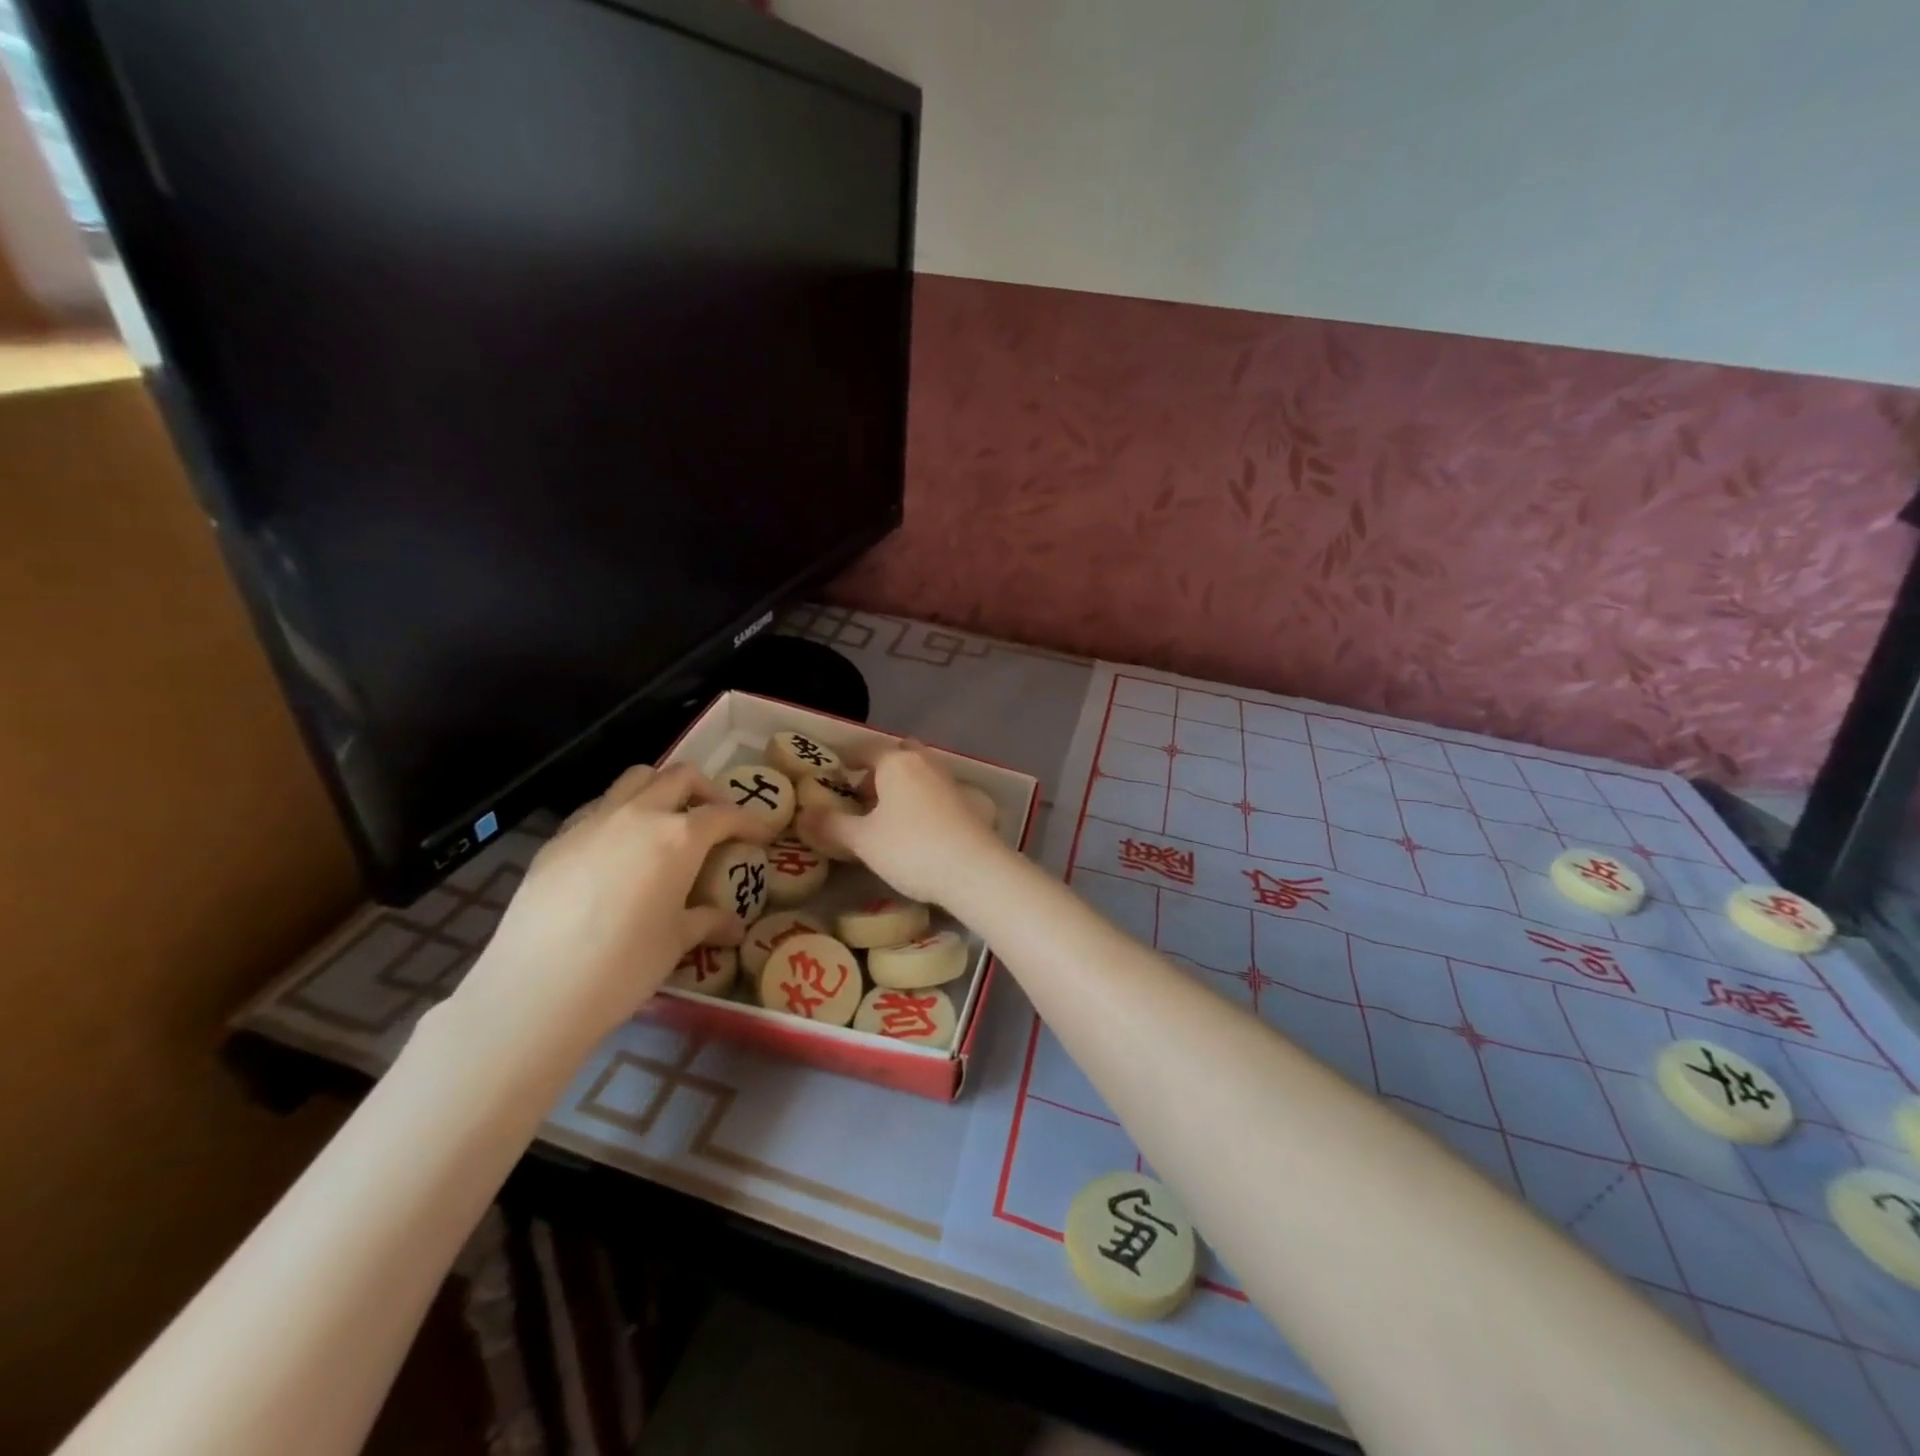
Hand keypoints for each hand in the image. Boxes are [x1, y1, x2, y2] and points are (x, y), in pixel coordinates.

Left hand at [450, 763, 773, 1055]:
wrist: (537, 988)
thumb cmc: (624, 965)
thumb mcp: (676, 942)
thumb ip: (708, 922)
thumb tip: (735, 927)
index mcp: (679, 836)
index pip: (724, 814)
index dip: (750, 821)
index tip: (762, 834)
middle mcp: (639, 815)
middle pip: (681, 776)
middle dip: (706, 790)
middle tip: (715, 819)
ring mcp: (593, 821)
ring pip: (635, 779)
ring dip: (660, 789)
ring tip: (666, 823)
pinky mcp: (558, 839)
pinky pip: (598, 808)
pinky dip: (620, 814)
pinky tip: (618, 851)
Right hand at [796, 742, 1006, 903]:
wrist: (975, 871)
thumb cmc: (912, 848)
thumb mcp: (863, 840)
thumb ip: (831, 825)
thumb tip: (803, 814)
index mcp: (897, 762)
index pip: (866, 749)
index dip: (847, 758)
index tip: (833, 770)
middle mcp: (925, 763)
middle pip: (897, 756)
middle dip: (877, 771)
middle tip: (859, 796)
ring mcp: (949, 782)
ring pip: (917, 774)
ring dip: (898, 787)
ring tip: (881, 817)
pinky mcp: (965, 804)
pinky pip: (932, 792)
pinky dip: (917, 801)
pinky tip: (910, 829)